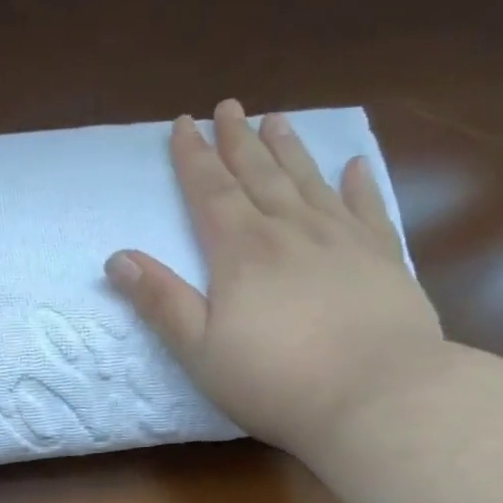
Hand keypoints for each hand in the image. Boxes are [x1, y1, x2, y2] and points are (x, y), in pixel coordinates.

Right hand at [104, 100, 444, 459]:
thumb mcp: (200, 350)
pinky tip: (354, 166)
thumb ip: (161, 302)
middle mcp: (291, 231)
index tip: (183, 124)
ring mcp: (343, 239)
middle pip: (259, 175)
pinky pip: (368, 208)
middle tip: (229, 107)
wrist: (376, 396)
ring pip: (309, 181)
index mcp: (241, 251)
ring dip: (289, 149)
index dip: (194, 157)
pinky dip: (359, 184)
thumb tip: (117, 258)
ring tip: (276, 119)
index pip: (210, 191)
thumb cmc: (275, 381)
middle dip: (239, 141)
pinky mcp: (384, 258)